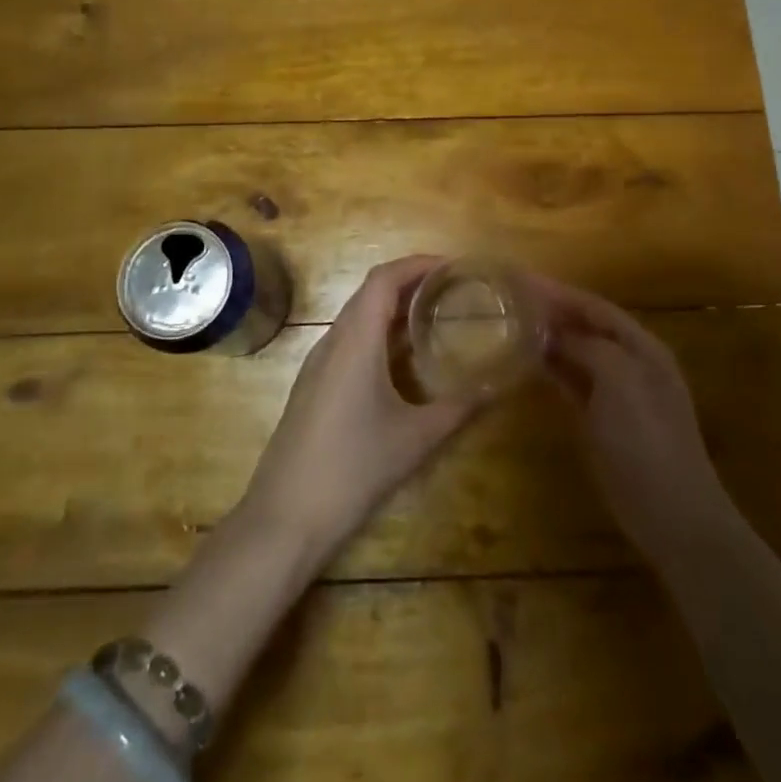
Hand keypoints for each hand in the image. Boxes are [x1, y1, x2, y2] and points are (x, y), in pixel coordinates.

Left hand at [238, 256, 479, 563]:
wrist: (284, 518)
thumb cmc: (353, 469)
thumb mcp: (415, 439)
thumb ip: (458, 408)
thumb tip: (496, 386)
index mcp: (355, 340)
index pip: (384, 278)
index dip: (417, 263)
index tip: (453, 266)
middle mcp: (332, 341)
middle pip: (370, 292)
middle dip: (410, 282)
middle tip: (453, 289)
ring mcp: (317, 364)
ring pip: (357, 317)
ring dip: (393, 308)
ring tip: (434, 316)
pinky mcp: (313, 386)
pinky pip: (348, 341)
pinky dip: (378, 333)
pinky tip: (402, 360)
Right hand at [536, 278, 731, 566]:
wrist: (672, 513)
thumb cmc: (647, 440)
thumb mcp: (619, 381)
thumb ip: (588, 347)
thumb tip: (556, 333)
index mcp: (642, 347)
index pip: (595, 307)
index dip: (560, 292)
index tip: (521, 280)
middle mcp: (631, 363)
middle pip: (587, 327)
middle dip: (553, 311)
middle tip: (510, 300)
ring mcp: (618, 394)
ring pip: (578, 354)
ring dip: (550, 339)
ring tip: (512, 324)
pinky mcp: (603, 421)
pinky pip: (573, 383)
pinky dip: (552, 369)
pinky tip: (528, 363)